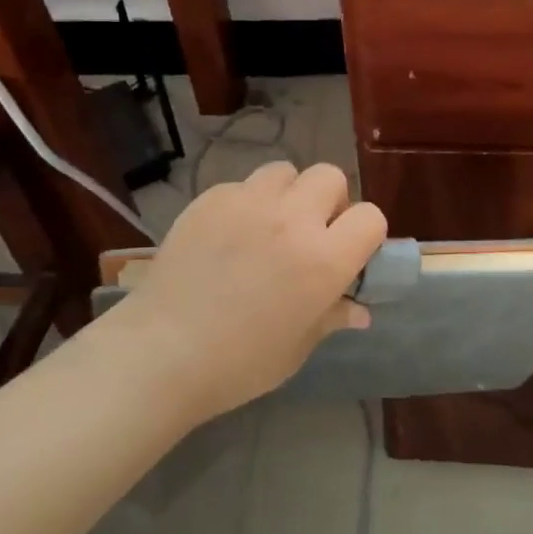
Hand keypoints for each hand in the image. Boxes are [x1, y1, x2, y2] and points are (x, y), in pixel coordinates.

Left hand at [121, 162, 387, 418]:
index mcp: (323, 259)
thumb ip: (331, 316)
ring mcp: (248, 203)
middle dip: (329, 201)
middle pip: (330, 177)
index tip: (349, 253)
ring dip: (287, 194)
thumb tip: (359, 310)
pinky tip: (227, 236)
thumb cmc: (239, 362)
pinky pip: (242, 186)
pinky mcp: (210, 199)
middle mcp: (292, 219)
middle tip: (310, 233)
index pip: (371, 217)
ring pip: (285, 171)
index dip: (365, 234)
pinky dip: (245, 203)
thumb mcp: (297, 347)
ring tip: (268, 225)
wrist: (161, 352)